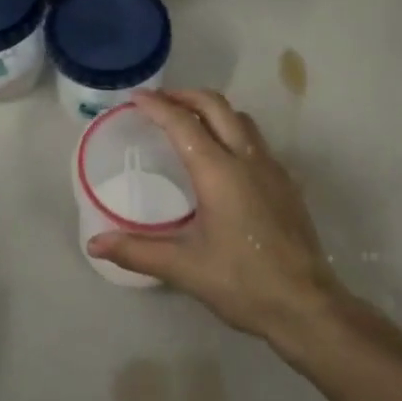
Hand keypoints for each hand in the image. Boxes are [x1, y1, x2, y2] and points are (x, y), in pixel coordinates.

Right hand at [86, 90, 344, 344]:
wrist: (306, 305)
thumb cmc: (242, 283)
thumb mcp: (185, 268)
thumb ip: (138, 251)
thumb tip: (94, 243)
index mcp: (219, 172)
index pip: (183, 124)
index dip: (157, 106)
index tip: (136, 97)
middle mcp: (247, 158)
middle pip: (216, 106)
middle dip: (185, 96)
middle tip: (159, 101)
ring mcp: (271, 167)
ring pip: (240, 118)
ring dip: (212, 109)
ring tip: (189, 120)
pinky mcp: (286, 182)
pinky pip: (255, 139)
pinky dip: (232, 129)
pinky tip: (222, 155)